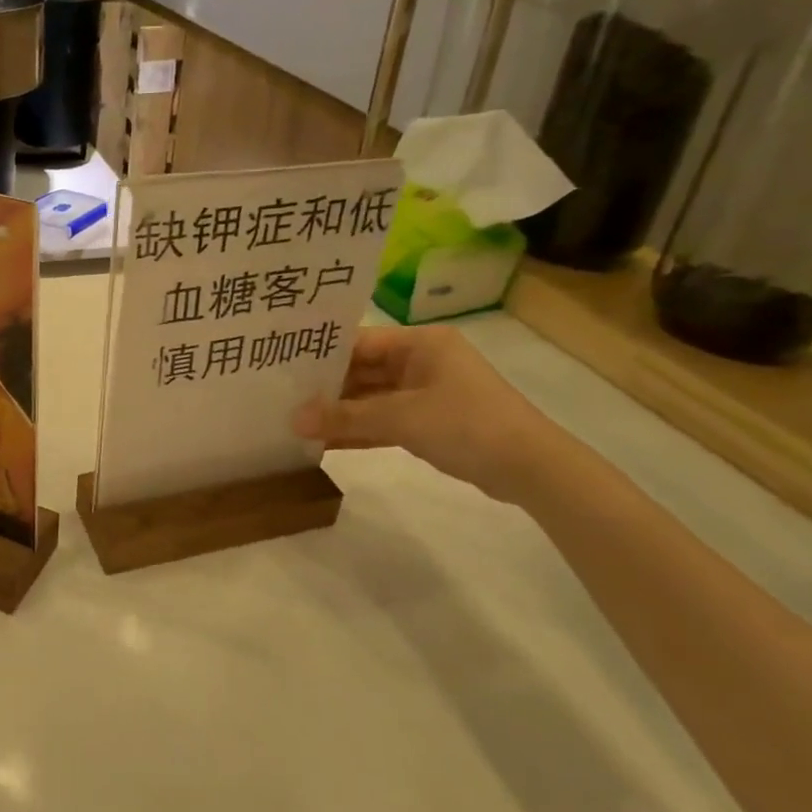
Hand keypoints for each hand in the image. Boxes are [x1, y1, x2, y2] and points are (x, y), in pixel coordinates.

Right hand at [292, 324, 569, 504]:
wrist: (531, 468)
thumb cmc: (467, 424)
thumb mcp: (401, 418)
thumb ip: (346, 417)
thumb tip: (293, 420)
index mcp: (420, 343)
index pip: (359, 342)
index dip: (321, 356)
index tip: (281, 368)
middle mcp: (421, 361)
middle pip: (362, 370)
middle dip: (325, 388)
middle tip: (280, 398)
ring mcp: (425, 392)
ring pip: (370, 398)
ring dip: (340, 413)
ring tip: (294, 422)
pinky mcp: (428, 422)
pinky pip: (383, 421)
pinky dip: (359, 431)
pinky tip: (324, 443)